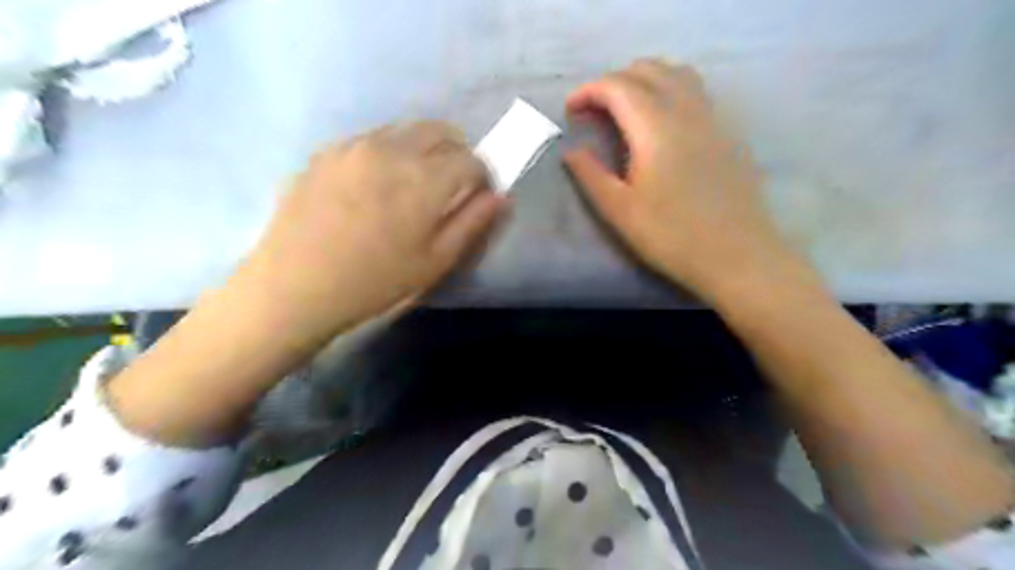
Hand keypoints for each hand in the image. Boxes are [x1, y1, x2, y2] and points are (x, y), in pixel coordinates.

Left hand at [239, 123, 506, 344]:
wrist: (294, 287)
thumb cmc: (375, 282)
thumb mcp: (435, 262)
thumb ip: (472, 223)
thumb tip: (501, 196)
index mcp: (424, 179)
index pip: (472, 159)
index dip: (483, 175)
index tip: (478, 193)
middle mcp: (392, 149)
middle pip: (440, 131)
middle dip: (457, 152)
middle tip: (452, 182)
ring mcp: (355, 146)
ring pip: (405, 131)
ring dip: (422, 149)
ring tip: (412, 183)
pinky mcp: (327, 152)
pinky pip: (371, 139)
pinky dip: (389, 153)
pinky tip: (375, 185)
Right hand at [563, 58, 814, 302]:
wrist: (736, 255)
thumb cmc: (672, 236)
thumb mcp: (620, 211)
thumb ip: (591, 175)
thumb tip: (572, 151)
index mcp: (656, 128)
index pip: (618, 86)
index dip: (588, 91)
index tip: (570, 110)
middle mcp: (686, 110)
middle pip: (648, 70)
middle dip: (613, 81)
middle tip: (594, 111)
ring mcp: (712, 118)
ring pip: (676, 74)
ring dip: (644, 80)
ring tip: (625, 109)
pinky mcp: (727, 133)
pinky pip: (695, 92)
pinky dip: (669, 90)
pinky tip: (661, 123)